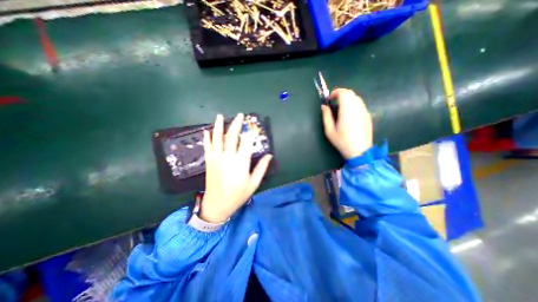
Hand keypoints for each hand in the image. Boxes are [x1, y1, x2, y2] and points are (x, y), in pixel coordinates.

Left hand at [199, 111, 270, 222]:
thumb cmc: (238, 195)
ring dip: (218, 127)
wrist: (217, 205)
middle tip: (239, 115)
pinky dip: (207, 138)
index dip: (250, 134)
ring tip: (220, 116)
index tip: (253, 127)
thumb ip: (261, 168)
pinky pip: (207, 147)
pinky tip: (206, 131)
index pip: (246, 144)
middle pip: (231, 137)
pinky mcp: (209, 162)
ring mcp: (216, 159)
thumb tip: (269, 155)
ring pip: (217, 139)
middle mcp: (228, 158)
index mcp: (240, 164)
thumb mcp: (253, 184)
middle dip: (236, 125)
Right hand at [321, 88, 372, 158]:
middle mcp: (357, 108)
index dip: (335, 92)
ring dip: (348, 98)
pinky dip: (353, 103)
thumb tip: (324, 106)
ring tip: (341, 107)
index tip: (330, 99)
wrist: (360, 151)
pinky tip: (349, 113)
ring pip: (356, 97)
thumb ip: (326, 116)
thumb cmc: (342, 142)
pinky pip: (360, 104)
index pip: (344, 93)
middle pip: (351, 93)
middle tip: (334, 102)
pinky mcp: (368, 116)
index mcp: (347, 111)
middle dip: (341, 94)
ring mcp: (364, 111)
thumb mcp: (329, 131)